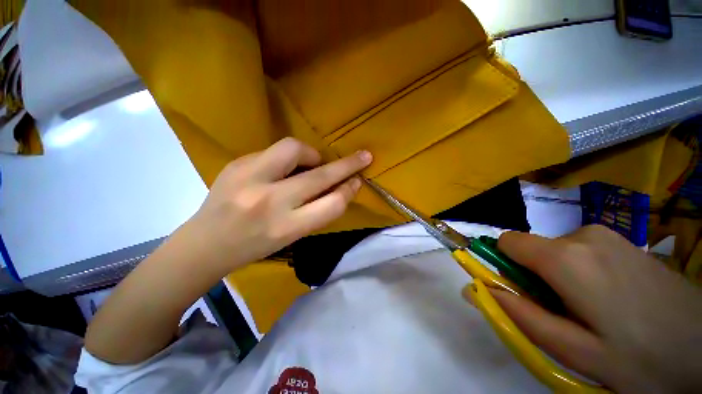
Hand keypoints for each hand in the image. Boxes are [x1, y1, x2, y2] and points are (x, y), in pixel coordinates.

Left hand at [183, 137, 371, 273]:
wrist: (205, 244)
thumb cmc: (254, 246)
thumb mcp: (292, 237)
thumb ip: (316, 211)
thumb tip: (338, 187)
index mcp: (286, 228)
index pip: (332, 205)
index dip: (349, 191)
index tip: (358, 181)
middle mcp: (270, 202)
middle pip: (320, 176)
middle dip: (347, 165)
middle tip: (362, 156)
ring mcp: (249, 178)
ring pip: (295, 149)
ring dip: (313, 155)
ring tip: (312, 163)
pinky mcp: (237, 163)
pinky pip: (275, 151)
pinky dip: (290, 157)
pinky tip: (285, 168)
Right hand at [488, 225, 701, 392]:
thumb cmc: (642, 360)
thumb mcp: (574, 351)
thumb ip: (519, 315)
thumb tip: (473, 289)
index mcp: (566, 258)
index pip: (506, 242)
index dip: (503, 266)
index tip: (522, 294)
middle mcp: (581, 235)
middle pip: (531, 249)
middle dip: (535, 278)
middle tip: (565, 314)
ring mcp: (605, 234)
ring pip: (554, 251)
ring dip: (558, 277)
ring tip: (591, 310)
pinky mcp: (620, 239)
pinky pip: (578, 250)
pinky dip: (579, 270)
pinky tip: (611, 297)